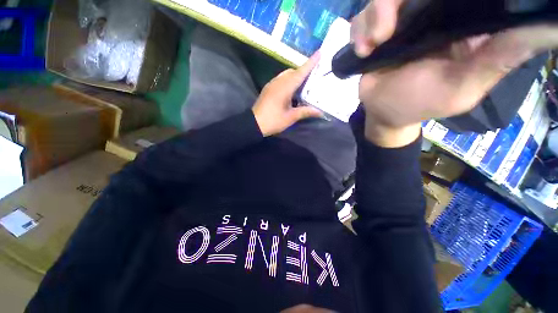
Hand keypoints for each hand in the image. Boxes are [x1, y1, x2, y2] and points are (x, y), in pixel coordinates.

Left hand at [252, 54, 322, 136]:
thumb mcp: (290, 117)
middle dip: (304, 71)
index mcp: (284, 88)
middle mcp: (278, 82)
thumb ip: (305, 112)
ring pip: (286, 74)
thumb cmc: (273, 121)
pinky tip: (293, 90)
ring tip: (305, 83)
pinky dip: (289, 80)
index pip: (300, 73)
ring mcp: (271, 84)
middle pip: (293, 71)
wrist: (254, 124)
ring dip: (296, 76)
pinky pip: (281, 79)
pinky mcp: (268, 88)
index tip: (319, 52)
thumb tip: (320, 111)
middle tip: (315, 74)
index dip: (310, 63)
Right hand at [351, 0, 557, 146]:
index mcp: (460, 21)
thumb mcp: (463, 87)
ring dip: (370, 21)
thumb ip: (500, 58)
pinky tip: (362, 51)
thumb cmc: (420, 103)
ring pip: (381, 0)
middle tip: (383, 32)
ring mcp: (399, 21)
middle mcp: (430, 12)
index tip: (433, 2)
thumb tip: (549, 29)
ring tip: (371, 46)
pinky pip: (361, 19)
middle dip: (391, 3)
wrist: (382, 111)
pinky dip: (358, 32)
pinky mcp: (375, 32)